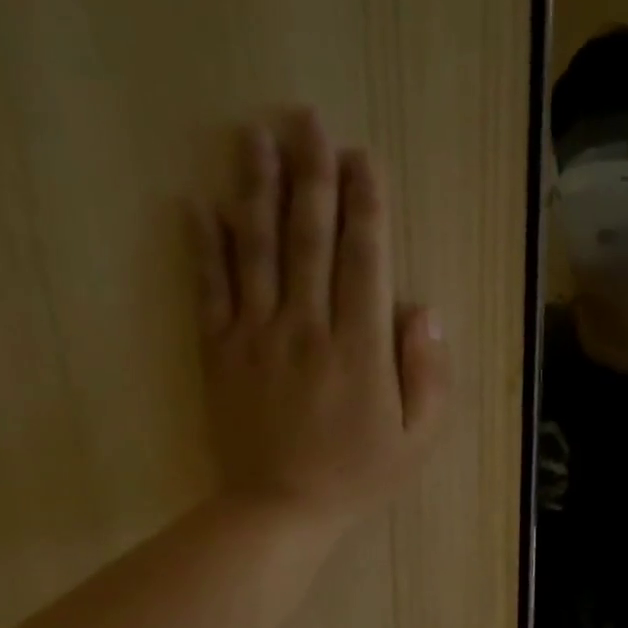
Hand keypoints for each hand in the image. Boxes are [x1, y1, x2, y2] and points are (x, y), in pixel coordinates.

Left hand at [191, 109, 448, 534]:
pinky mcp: (219, 351)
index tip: (362, 157)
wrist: (280, 509)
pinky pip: (210, 288)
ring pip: (256, 248)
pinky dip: (203, 245)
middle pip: (309, 236)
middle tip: (307, 118)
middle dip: (311, 174)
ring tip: (256, 135)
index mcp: (360, 346)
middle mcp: (307, 326)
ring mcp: (256, 335)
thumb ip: (428, 373)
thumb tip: (425, 310)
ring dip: (256, 187)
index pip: (363, 258)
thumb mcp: (418, 438)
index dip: (365, 204)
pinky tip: (198, 203)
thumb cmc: (358, 475)